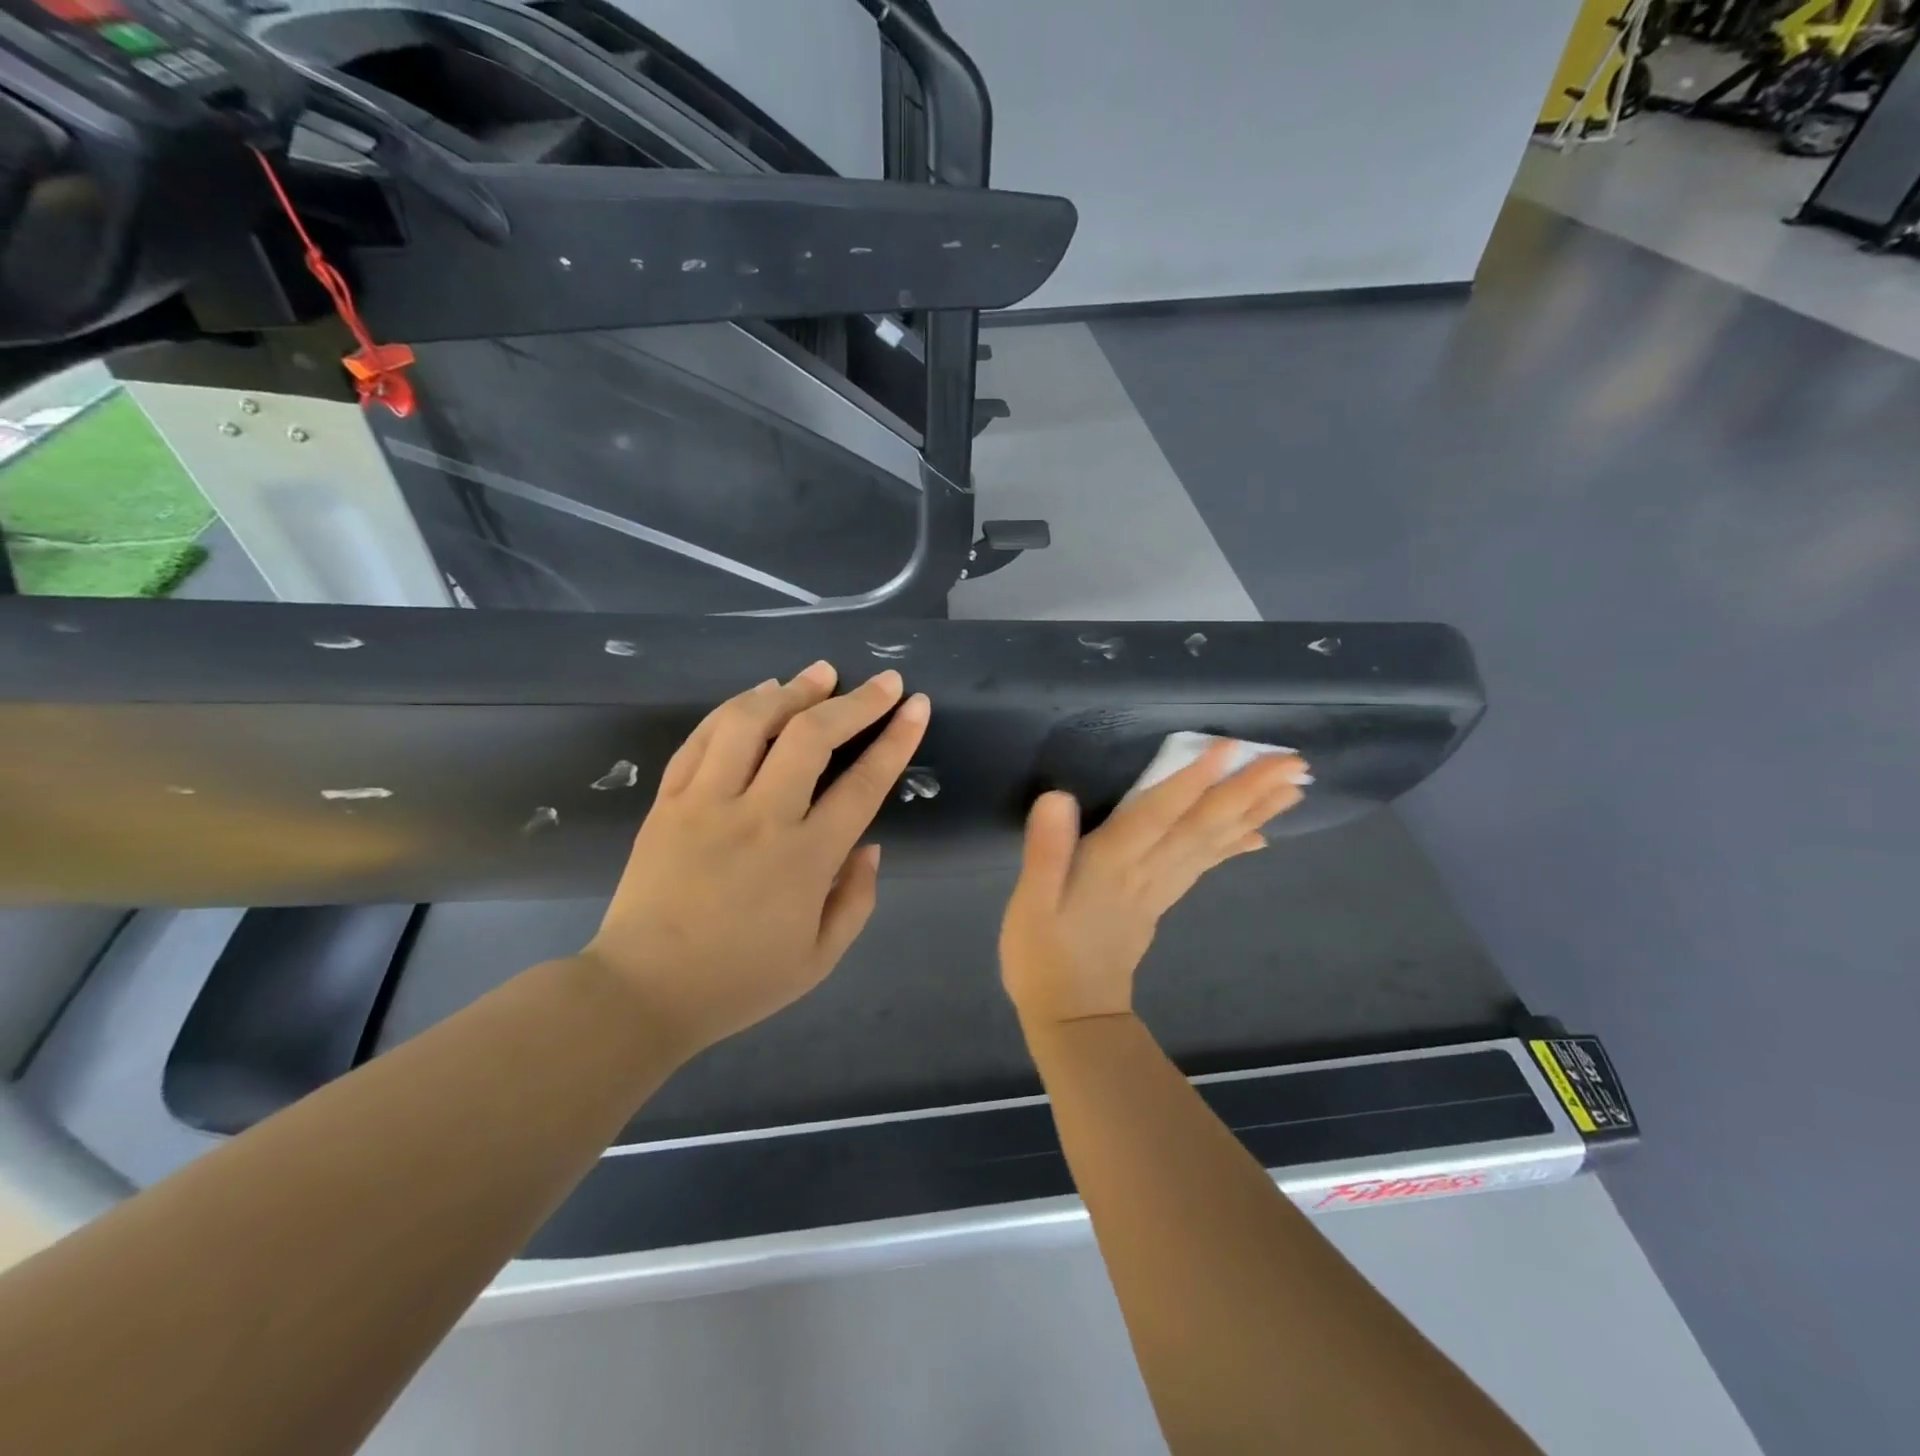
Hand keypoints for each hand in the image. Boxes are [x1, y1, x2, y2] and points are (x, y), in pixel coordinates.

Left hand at [581, 661, 929, 1058]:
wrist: (642, 992)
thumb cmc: (739, 981)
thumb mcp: (819, 959)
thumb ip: (857, 900)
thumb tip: (871, 846)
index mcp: (804, 860)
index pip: (862, 785)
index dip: (896, 740)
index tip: (916, 705)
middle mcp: (758, 819)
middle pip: (810, 738)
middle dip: (855, 702)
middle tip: (882, 681)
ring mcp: (706, 803)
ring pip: (750, 723)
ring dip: (792, 690)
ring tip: (820, 674)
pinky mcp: (668, 801)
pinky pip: (702, 738)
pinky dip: (734, 708)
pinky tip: (759, 694)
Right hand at [1000, 741, 1310, 1027]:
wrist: (1072, 1015)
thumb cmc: (1043, 954)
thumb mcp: (1031, 903)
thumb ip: (1045, 851)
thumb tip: (1058, 797)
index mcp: (1112, 866)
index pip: (1157, 816)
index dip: (1191, 781)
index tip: (1230, 749)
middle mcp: (1146, 872)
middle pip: (1201, 826)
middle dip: (1246, 791)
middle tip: (1293, 762)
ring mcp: (1160, 887)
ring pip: (1213, 843)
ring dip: (1253, 812)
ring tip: (1292, 785)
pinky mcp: (1162, 899)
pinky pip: (1206, 865)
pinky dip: (1236, 845)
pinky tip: (1261, 833)